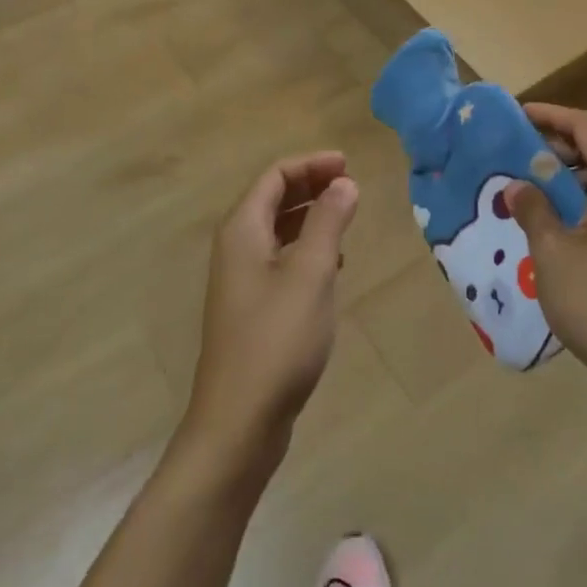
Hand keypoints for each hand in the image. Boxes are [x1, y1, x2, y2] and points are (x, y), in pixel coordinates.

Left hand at [180, 152, 359, 476]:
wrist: (239, 422)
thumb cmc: (277, 339)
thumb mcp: (311, 273)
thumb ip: (328, 222)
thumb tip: (344, 182)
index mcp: (242, 230)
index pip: (274, 176)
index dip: (311, 164)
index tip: (348, 165)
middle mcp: (236, 247)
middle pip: (272, 198)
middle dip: (311, 185)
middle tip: (351, 185)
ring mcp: (241, 280)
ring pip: (277, 230)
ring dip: (310, 216)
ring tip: (346, 218)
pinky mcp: (252, 308)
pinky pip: (280, 259)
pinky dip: (306, 248)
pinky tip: (333, 264)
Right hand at [506, 105, 586, 390]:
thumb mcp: (551, 252)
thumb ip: (533, 209)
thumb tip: (517, 186)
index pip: (586, 126)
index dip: (551, 116)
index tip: (517, 117)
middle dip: (557, 145)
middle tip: (516, 153)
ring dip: (569, 173)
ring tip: (531, 184)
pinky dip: (584, 196)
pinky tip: (557, 218)